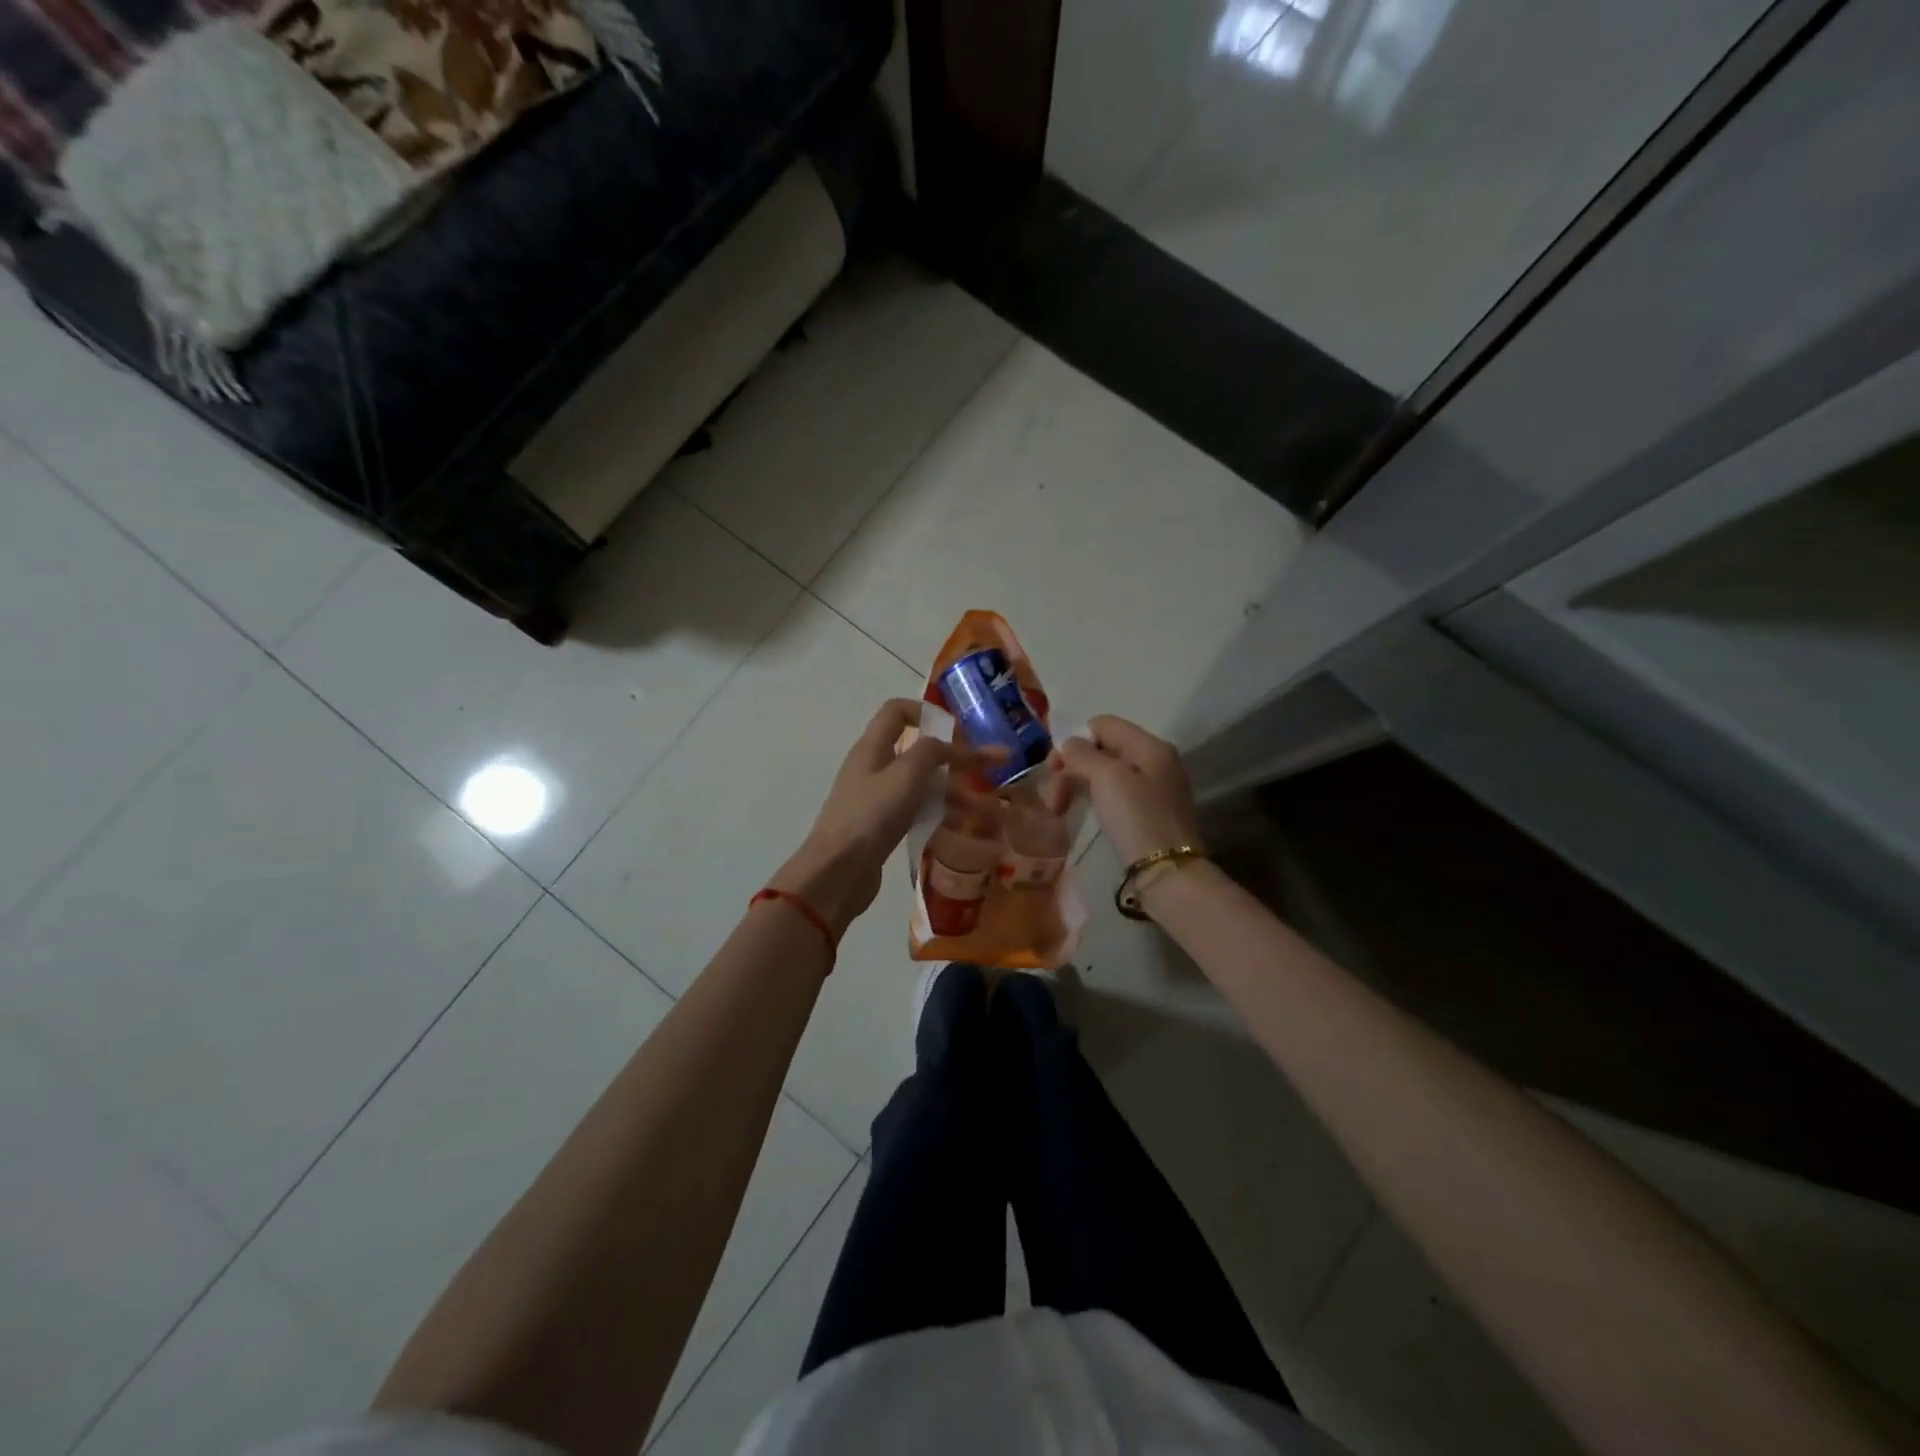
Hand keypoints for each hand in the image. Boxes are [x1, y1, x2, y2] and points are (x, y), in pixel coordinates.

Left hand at [769, 699, 975, 936]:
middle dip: (956, 758)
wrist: (837, 872)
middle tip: (990, 769)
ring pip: (921, 784)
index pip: (897, 711)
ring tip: (985, 807)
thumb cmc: (871, 815)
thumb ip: (932, 751)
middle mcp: (874, 767)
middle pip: (918, 751)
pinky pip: (916, 810)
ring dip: (953, 790)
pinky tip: (962, 825)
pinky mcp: (882, 826)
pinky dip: (939, 812)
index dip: (929, 713)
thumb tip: (950, 745)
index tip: (960, 731)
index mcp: (873, 747)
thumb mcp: (907, 774)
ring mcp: (877, 798)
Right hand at [1055, 715, 1203, 867]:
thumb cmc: (1136, 818)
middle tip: (1052, 799)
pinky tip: (1079, 815)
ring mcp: (1154, 788)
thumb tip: (1069, 743)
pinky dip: (1092, 800)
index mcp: (1149, 745)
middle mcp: (1155, 761)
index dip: (1074, 741)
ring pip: (1105, 774)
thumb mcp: (1107, 778)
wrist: (1167, 872)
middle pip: (1102, 750)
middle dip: (1071, 769)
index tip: (1055, 770)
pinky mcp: (1148, 813)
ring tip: (1058, 811)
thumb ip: (1083, 754)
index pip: (1102, 724)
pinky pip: (1114, 794)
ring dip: (1077, 786)